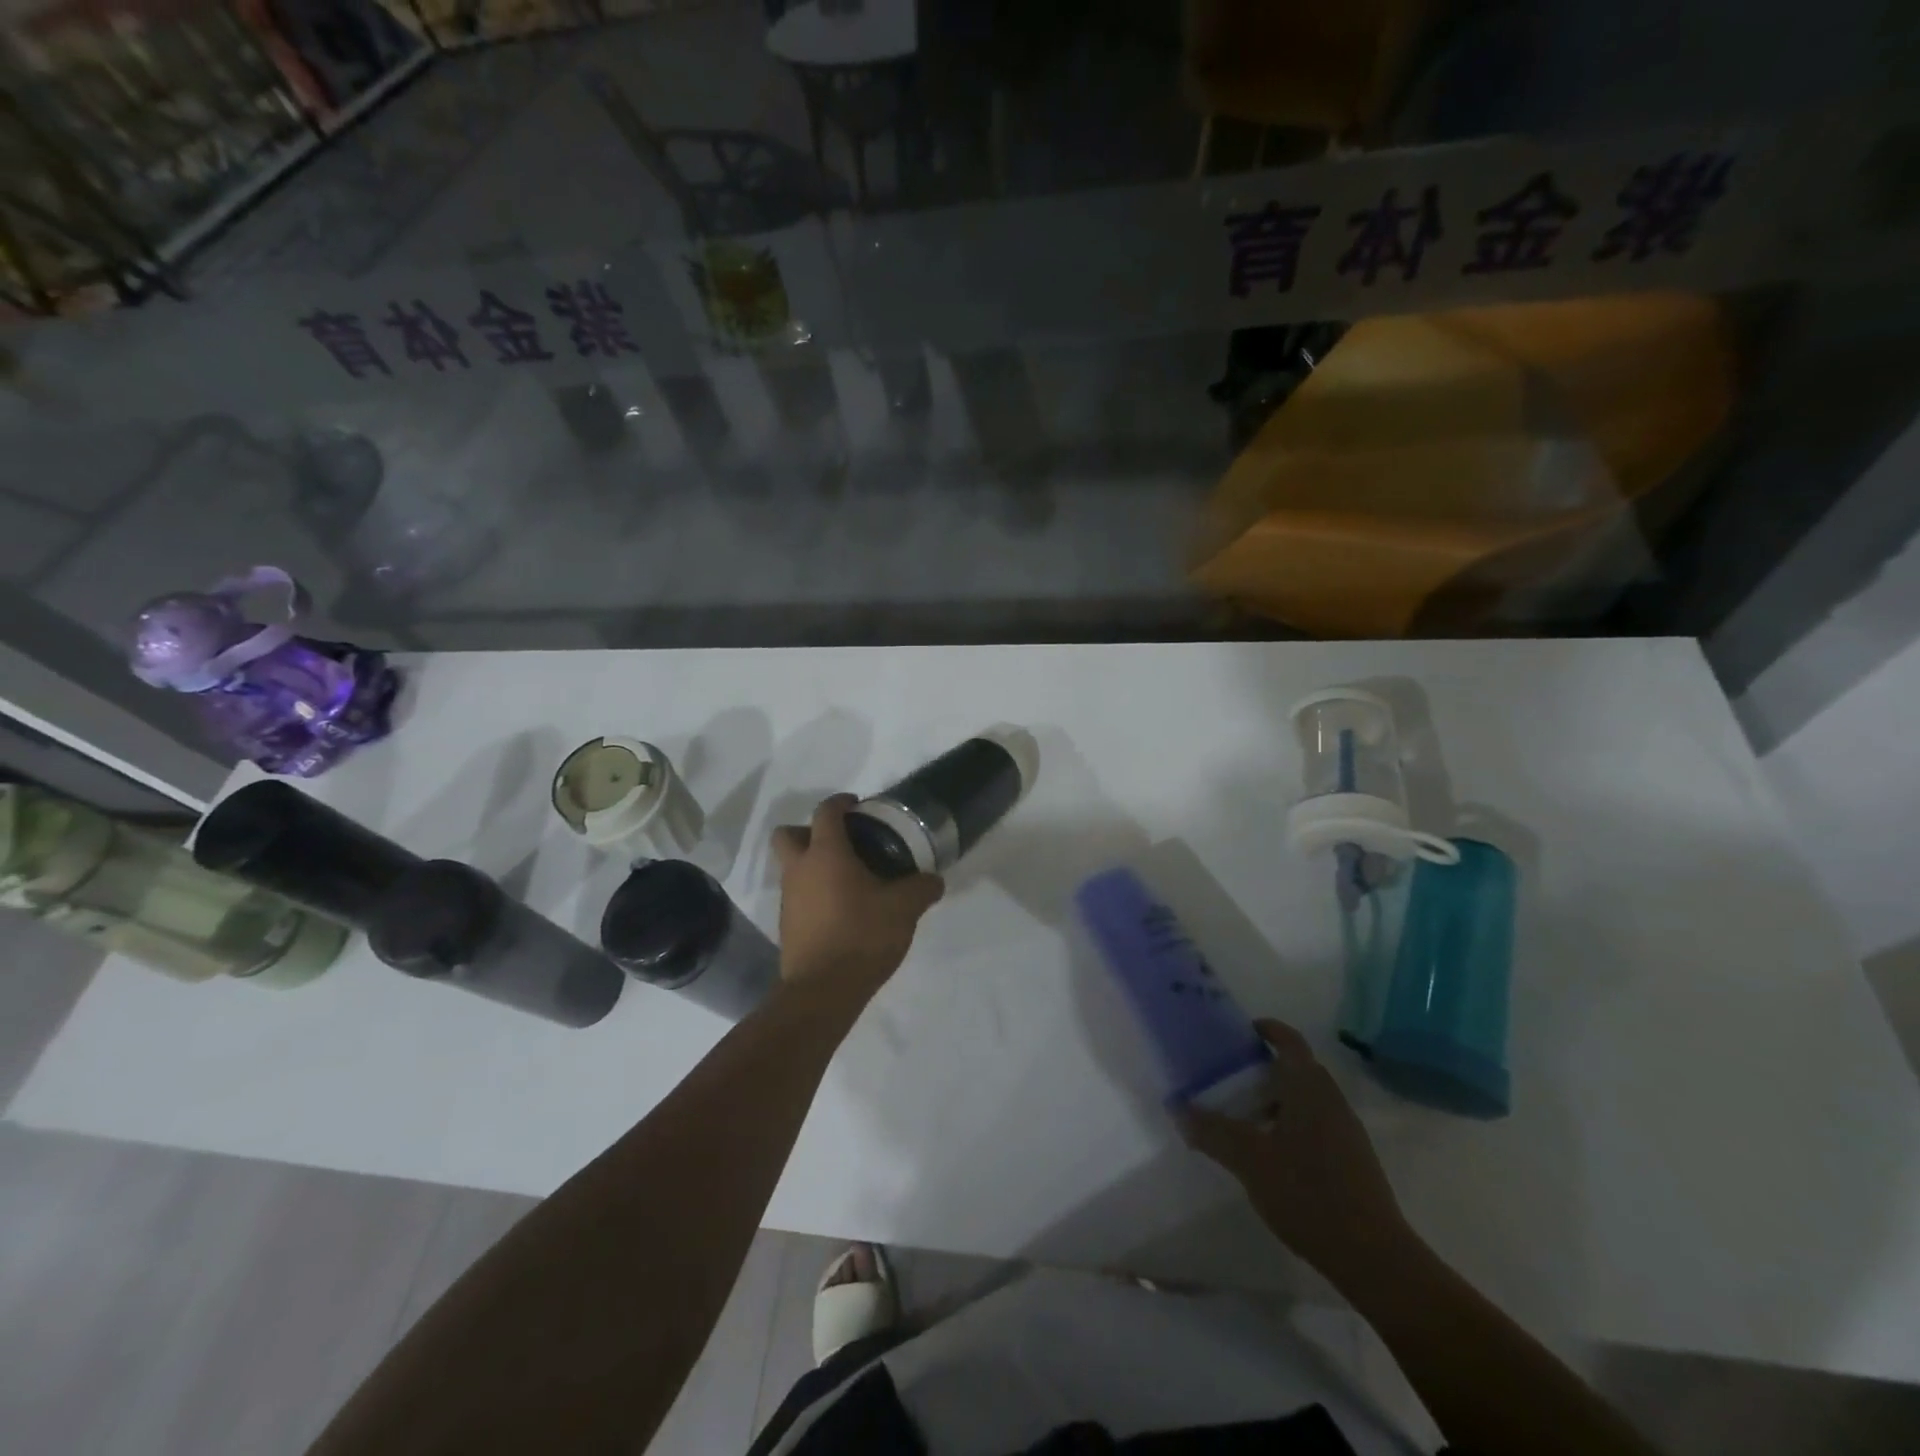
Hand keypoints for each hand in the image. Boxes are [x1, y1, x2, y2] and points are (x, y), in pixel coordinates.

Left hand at [772, 794, 943, 997]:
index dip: (841, 802)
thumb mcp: (904, 908)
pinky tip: (842, 910)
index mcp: (825, 853)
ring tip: (849, 880)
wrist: (823, 991)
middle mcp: (799, 869)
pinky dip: (814, 894)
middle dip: (810, 831)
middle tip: (842, 843)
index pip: (825, 812)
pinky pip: (798, 896)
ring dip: (813, 865)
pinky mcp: (788, 925)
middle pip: (789, 834)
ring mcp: (788, 898)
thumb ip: (922, 888)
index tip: (858, 806)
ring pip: (792, 867)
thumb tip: (934, 880)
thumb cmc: (862, 935)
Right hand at [1182, 1019, 1415, 1287]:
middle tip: (1229, 1079)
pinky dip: (1291, 1126)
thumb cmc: (1308, 1194)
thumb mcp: (1250, 1161)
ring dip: (1276, 1101)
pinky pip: (1316, 1126)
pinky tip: (1271, 1156)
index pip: (1290, 1041)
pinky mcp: (1353, 1161)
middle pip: (1297, 1070)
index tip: (1241, 1032)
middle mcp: (1332, 1101)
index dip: (1267, 1029)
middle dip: (1263, 1070)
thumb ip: (1213, 1132)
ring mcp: (1347, 1132)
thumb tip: (1180, 1110)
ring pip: (1307, 1100)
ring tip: (1243, 1120)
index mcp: (1310, 1089)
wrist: (1375, 1258)